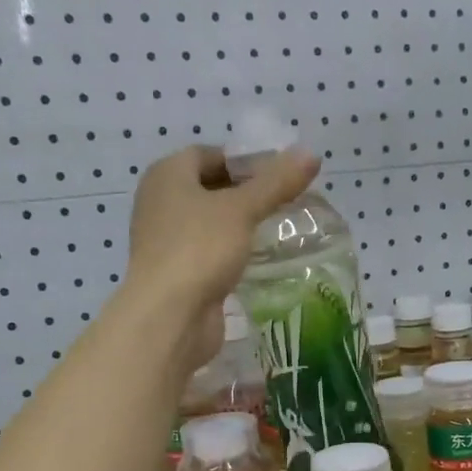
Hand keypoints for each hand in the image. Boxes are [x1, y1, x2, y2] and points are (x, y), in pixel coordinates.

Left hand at [126, 144, 318, 362]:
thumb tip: (311, 153)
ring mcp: (166, 240)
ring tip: (278, 228)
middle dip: (246, 193)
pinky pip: (209, 252)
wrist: (170, 317)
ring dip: (240, 224)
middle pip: (209, 188)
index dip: (243, 160)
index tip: (279, 174)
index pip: (208, 154)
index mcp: (166, 176)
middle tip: (285, 200)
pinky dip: (231, 252)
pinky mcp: (178, 273)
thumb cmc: (200, 249)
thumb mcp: (243, 209)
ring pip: (209, 222)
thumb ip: (276, 182)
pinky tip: (258, 259)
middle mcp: (160, 203)